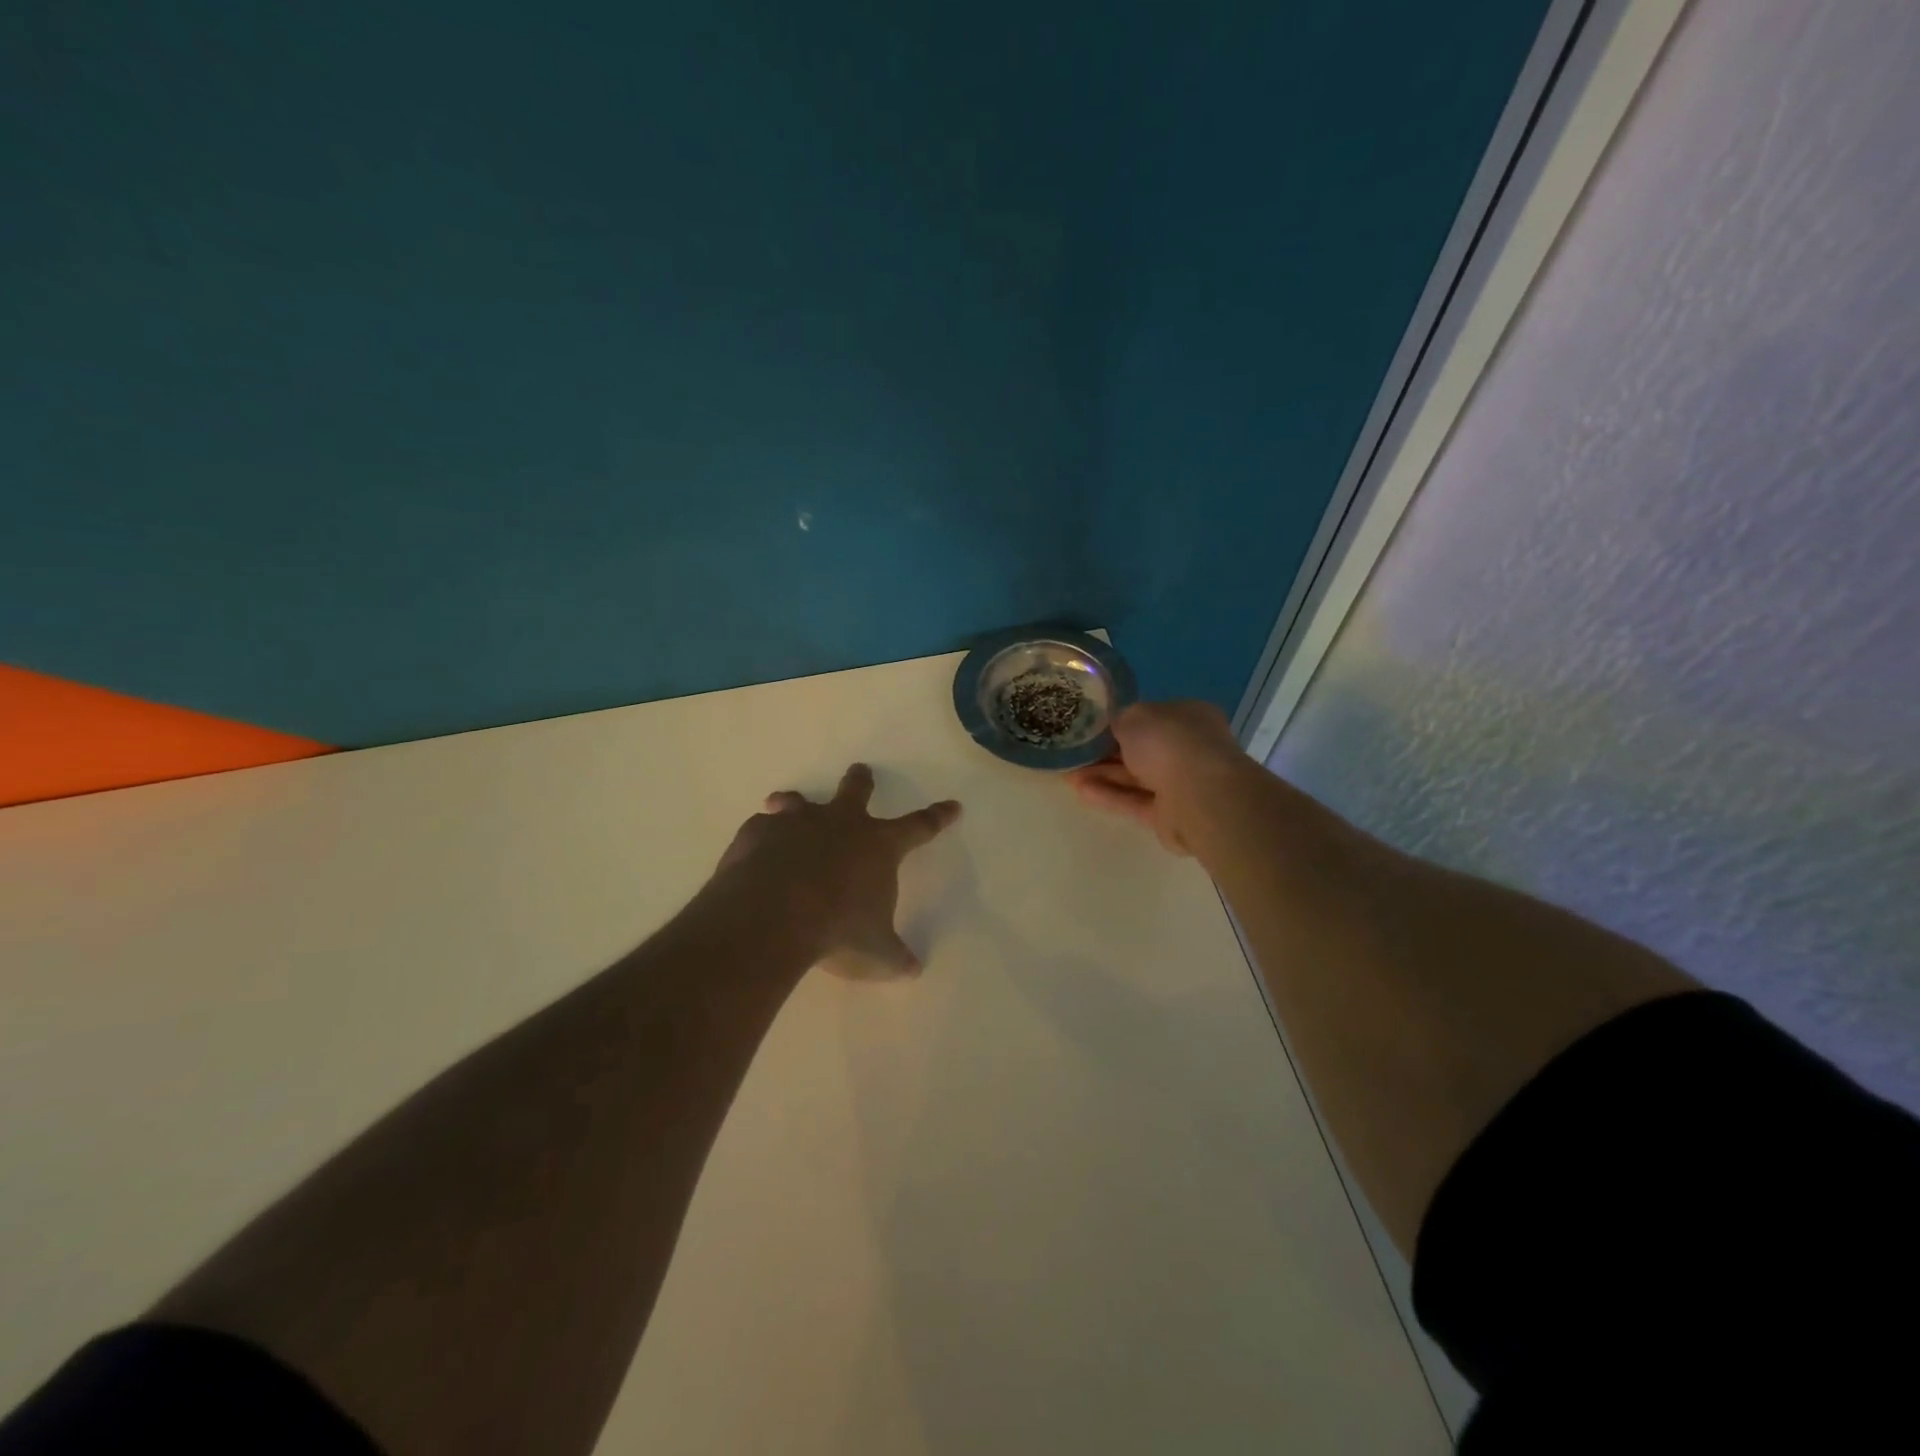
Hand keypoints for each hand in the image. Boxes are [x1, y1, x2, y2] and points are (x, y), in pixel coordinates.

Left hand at [714, 764, 961, 978]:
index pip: (919, 826)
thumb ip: (894, 957)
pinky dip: (761, 835)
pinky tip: (755, 849)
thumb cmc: (837, 931)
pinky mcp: (758, 833)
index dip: (938, 817)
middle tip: (861, 771)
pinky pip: (761, 827)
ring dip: (796, 802)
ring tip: (786, 802)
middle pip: (856, 791)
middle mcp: (840, 824)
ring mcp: (797, 823)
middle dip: (861, 781)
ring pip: (799, 800)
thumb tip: (913, 969)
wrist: (772, 917)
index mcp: (878, 846)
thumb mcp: (875, 953)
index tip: (953, 805)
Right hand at [1066, 701, 1250, 855]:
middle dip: (1105, 752)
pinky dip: (1109, 796)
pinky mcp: (1169, 815)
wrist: (1199, 795)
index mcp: (1187, 717)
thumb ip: (1120, 720)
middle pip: (1141, 750)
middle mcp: (1188, 748)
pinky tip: (1080, 792)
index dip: (1119, 722)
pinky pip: (1134, 802)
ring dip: (1102, 775)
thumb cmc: (1169, 743)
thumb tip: (1114, 727)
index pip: (1150, 718)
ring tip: (1067, 774)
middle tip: (1073, 753)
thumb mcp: (1134, 716)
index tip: (1090, 727)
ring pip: (1135, 777)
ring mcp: (1181, 784)